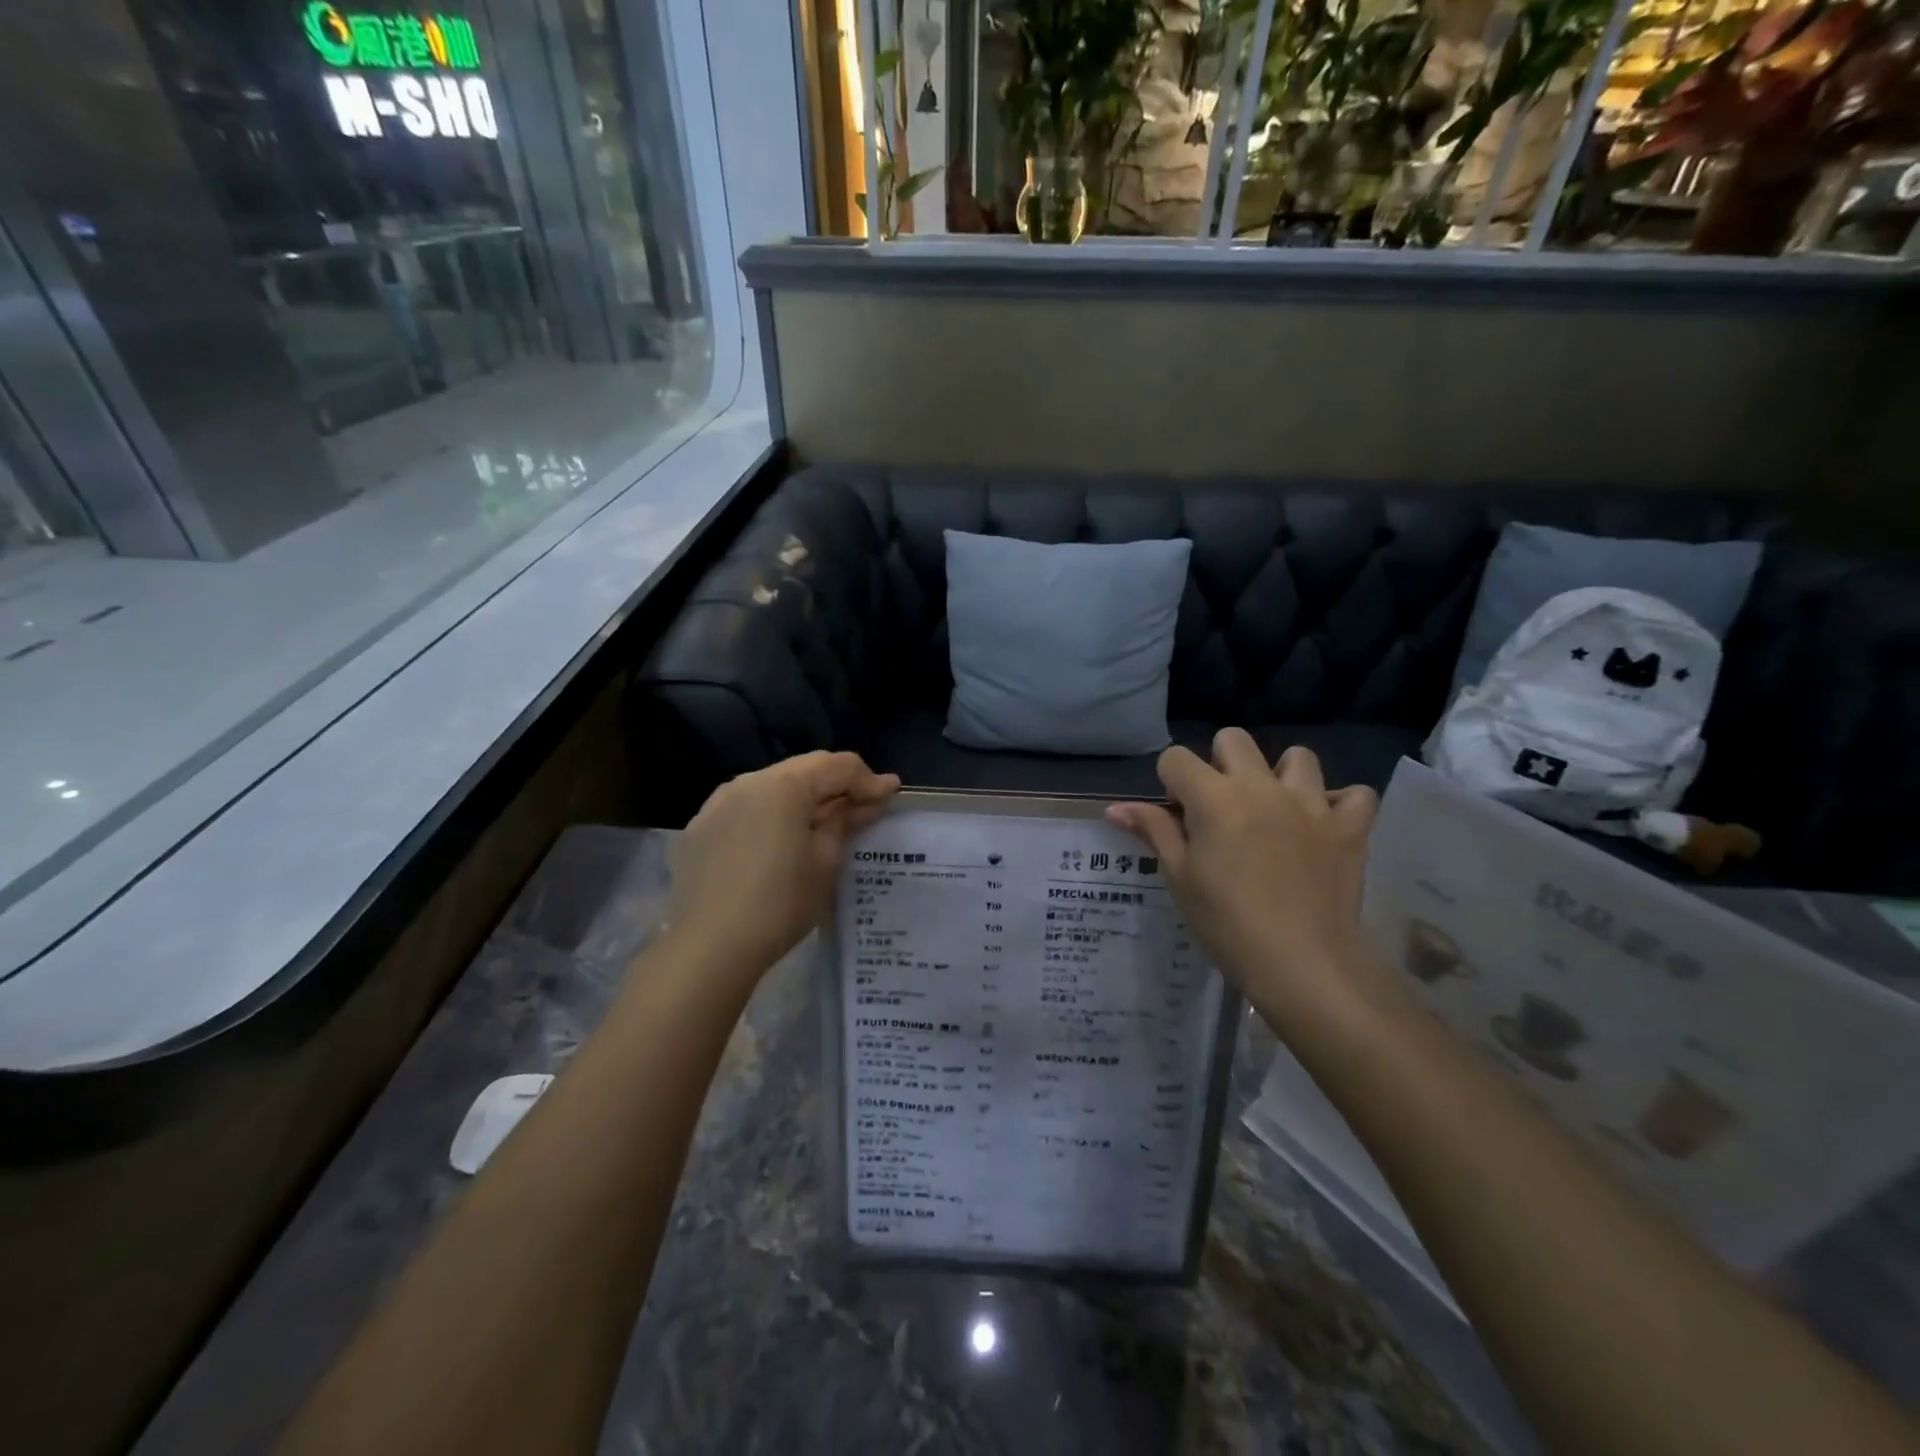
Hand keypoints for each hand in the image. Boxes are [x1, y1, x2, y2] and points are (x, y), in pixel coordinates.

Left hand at [665, 752, 899, 986]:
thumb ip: (844, 823)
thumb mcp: (825, 861)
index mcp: (784, 785)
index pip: (837, 766)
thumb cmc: (780, 902)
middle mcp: (748, 781)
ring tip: (825, 823)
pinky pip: (747, 808)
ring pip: (773, 787)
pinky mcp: (701, 828)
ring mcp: (718, 803)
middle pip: (804, 770)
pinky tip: (782, 840)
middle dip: (837, 785)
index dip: (869, 779)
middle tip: (864, 807)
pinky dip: (773, 815)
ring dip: (804, 799)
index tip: (892, 795)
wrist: (709, 947)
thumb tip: (862, 804)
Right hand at [1107, 731, 1383, 1024]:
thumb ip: (1153, 831)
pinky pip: (1354, 794)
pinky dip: (1339, 804)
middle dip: (1219, 763)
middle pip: (1233, 739)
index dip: (1170, 782)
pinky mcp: (1349, 828)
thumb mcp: (1179, 878)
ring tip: (1274, 810)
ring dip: (1280, 776)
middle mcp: (1261, 787)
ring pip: (1297, 756)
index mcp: (1213, 798)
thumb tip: (1116, 808)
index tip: (1177, 816)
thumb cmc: (1226, 924)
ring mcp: (1311, 804)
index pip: (1176, 758)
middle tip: (1220, 808)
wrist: (1301, 964)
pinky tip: (1323, 826)